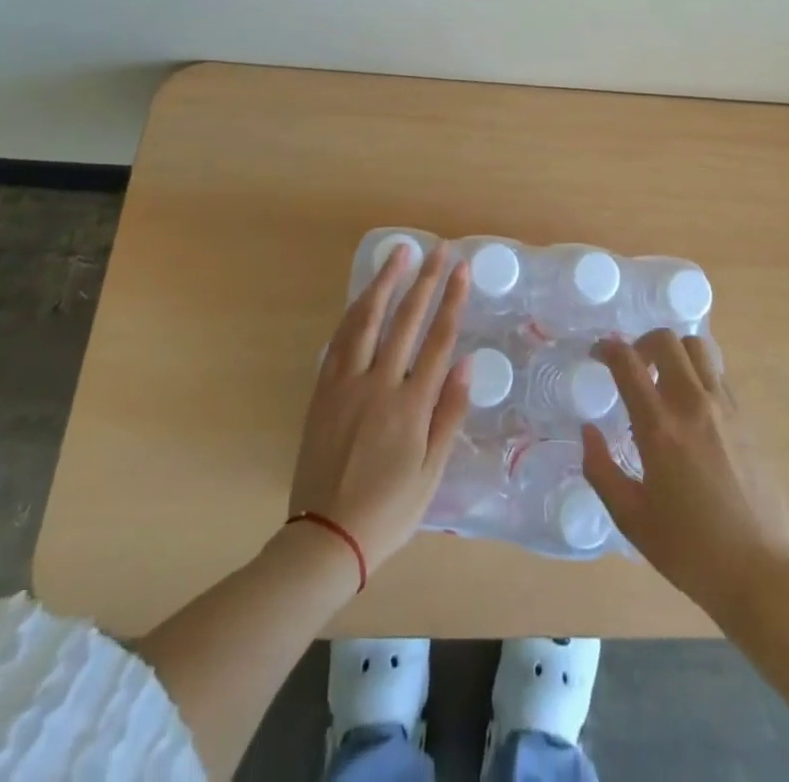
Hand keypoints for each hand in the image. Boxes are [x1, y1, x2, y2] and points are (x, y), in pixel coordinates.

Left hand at [288, 244, 471, 570]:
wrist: (326, 538)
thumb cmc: (389, 510)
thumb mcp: (432, 473)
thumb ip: (449, 415)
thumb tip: (465, 364)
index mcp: (411, 406)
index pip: (438, 339)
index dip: (451, 300)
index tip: (461, 269)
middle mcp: (378, 385)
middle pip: (405, 320)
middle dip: (424, 280)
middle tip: (437, 249)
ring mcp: (346, 385)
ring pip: (366, 320)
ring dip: (384, 283)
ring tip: (398, 255)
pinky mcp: (322, 392)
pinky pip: (339, 341)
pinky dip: (354, 312)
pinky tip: (363, 297)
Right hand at [583, 330, 788, 617]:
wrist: (761, 572)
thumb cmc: (689, 550)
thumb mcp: (631, 518)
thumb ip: (601, 470)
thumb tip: (587, 431)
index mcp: (660, 427)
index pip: (628, 363)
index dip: (607, 349)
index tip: (597, 353)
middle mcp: (693, 404)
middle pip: (667, 340)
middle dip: (642, 342)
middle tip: (632, 366)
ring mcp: (725, 407)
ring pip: (698, 347)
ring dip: (674, 352)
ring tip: (663, 379)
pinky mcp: (747, 418)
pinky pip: (718, 373)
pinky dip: (698, 372)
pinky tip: (691, 405)